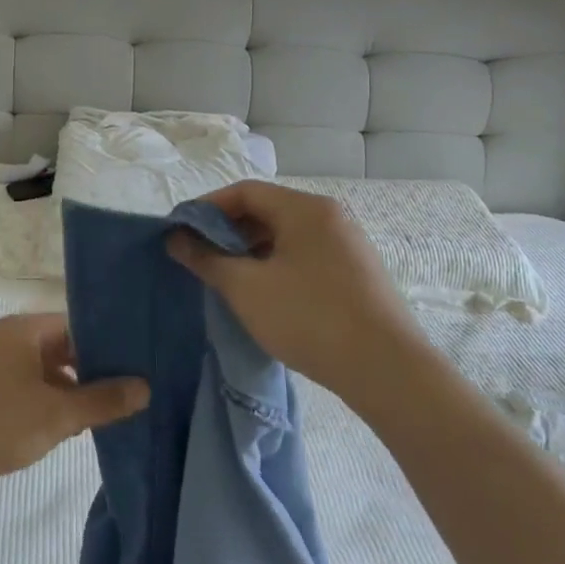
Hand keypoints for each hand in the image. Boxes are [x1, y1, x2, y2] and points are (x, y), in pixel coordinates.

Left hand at [0, 313, 149, 489]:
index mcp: (26, 329)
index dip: (109, 342)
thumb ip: (102, 401)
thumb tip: (145, 387)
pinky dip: (48, 399)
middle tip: (129, 392)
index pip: (78, 324)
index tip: (139, 363)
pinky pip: (27, 383)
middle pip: (63, 345)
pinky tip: (65, 427)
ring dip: (71, 388)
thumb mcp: (56, 415)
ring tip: (104, 413)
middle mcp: (10, 336)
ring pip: (45, 368)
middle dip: (92, 369)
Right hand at [167, 180, 425, 402]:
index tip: (180, 232)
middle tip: (198, 257)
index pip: (245, 191)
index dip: (207, 208)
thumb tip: (175, 239)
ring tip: (225, 278)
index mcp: (305, 208)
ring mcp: (348, 245)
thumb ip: (206, 259)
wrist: (389, 372)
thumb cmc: (310, 318)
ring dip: (250, 251)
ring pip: (285, 235)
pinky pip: (304, 256)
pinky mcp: (357, 274)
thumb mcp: (246, 288)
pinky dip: (275, 265)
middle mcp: (330, 216)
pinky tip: (263, 295)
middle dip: (227, 231)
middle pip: (266, 210)